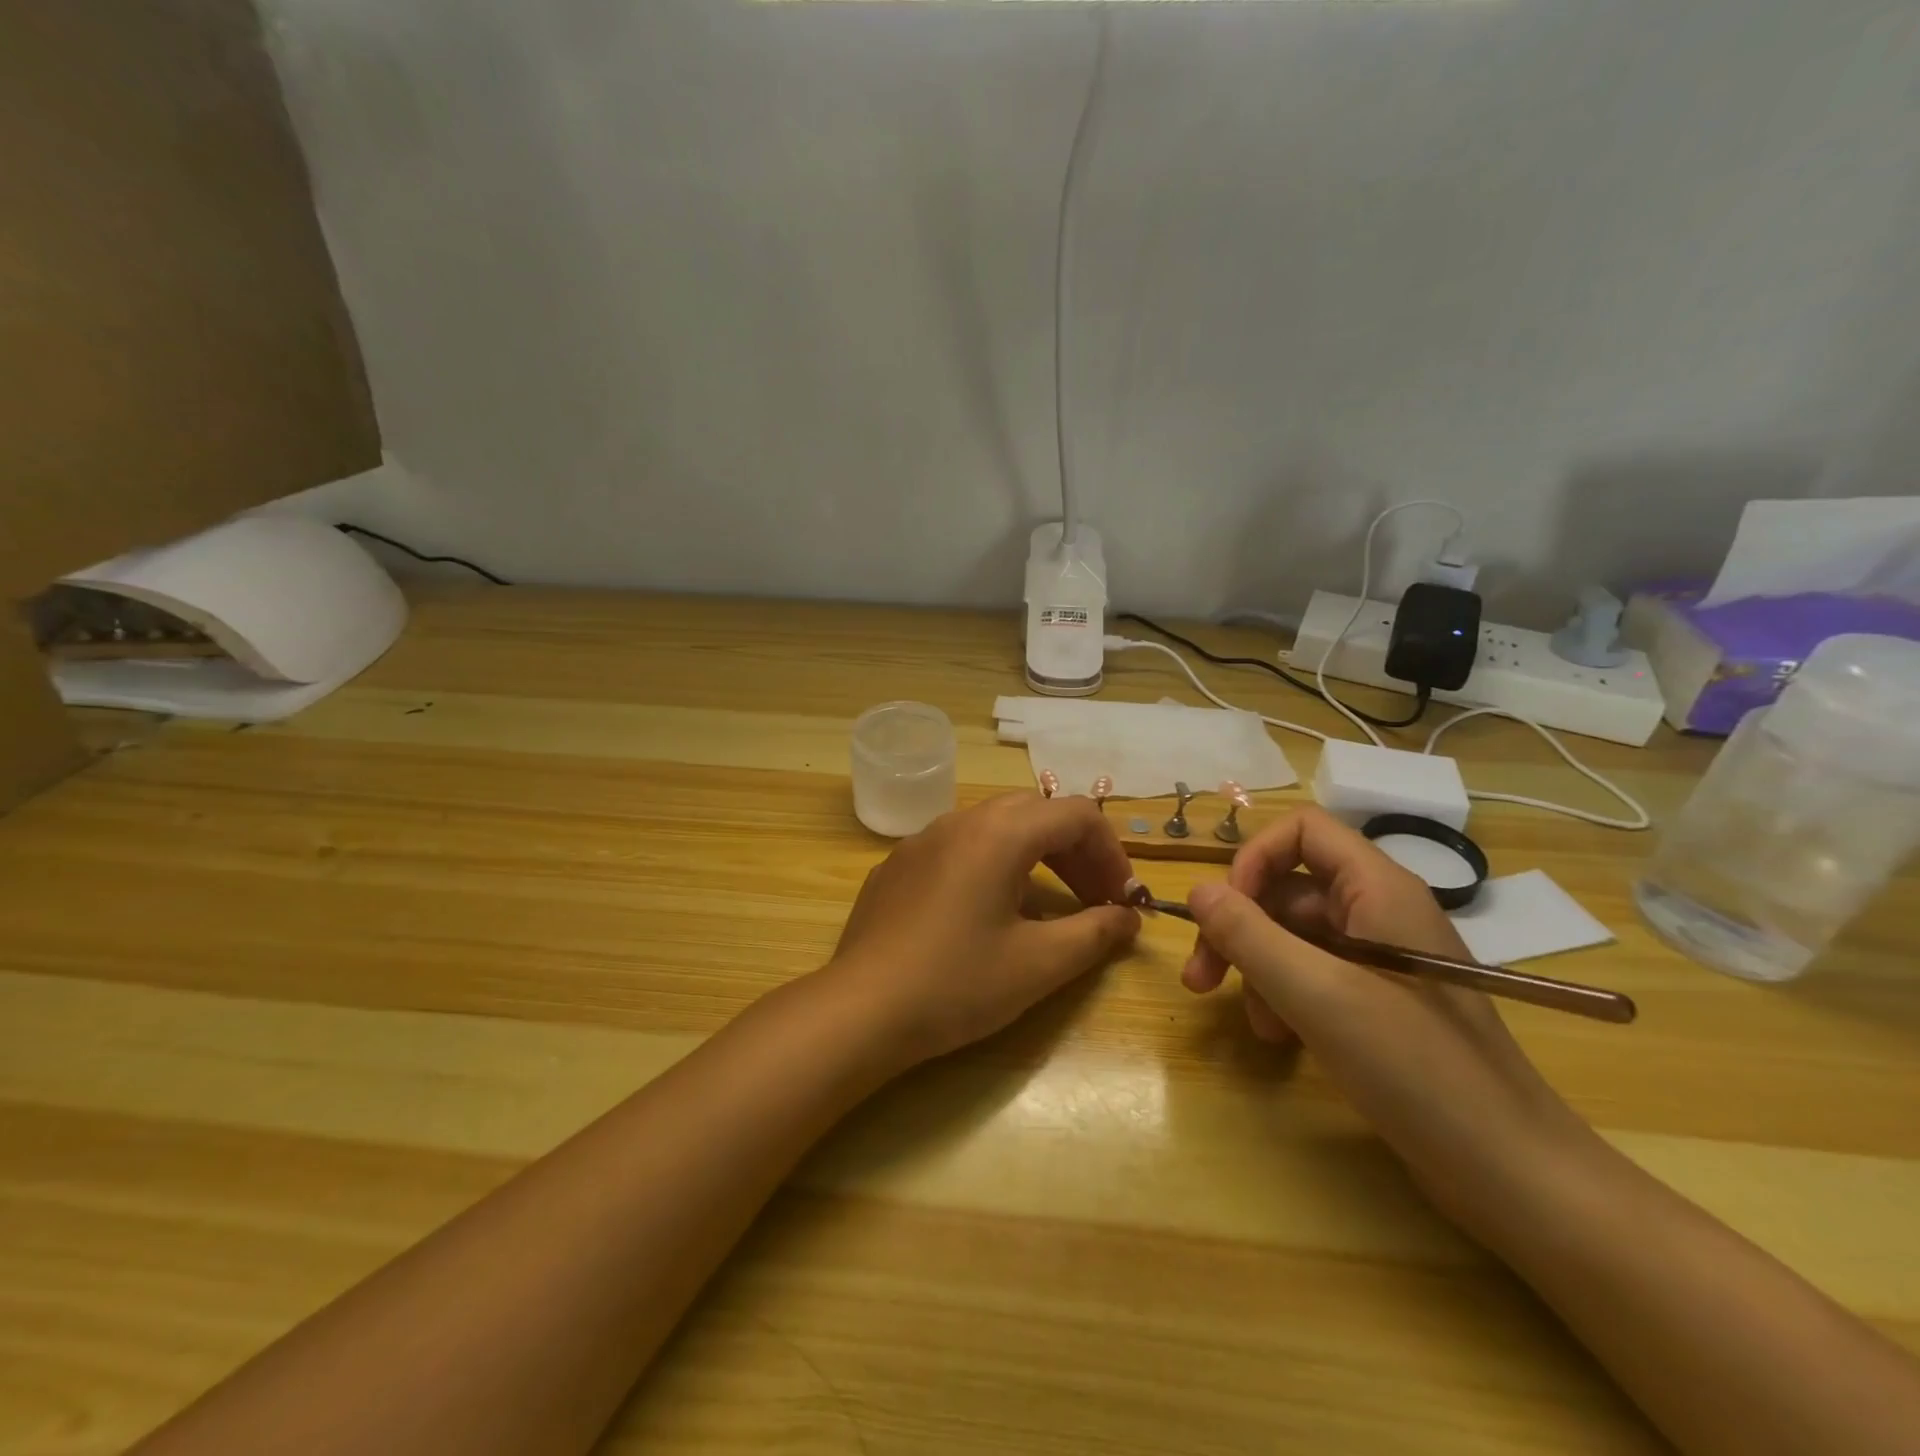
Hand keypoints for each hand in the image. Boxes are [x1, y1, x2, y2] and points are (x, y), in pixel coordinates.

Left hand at [826, 792, 1141, 1065]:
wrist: (860, 1010)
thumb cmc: (956, 984)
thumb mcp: (1039, 964)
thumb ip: (1095, 933)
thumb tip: (1127, 918)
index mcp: (998, 833)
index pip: (1076, 815)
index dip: (1111, 852)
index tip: (1122, 899)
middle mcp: (960, 821)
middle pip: (1036, 813)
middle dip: (1075, 851)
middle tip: (1093, 900)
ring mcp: (922, 839)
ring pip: (995, 826)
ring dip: (1034, 855)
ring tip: (1048, 906)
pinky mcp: (897, 864)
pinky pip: (958, 847)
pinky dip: (992, 865)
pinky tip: (986, 914)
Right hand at [1182, 807, 1594, 1231]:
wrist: (1512, 1173)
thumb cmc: (1416, 1069)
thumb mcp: (1318, 995)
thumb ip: (1249, 935)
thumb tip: (1197, 890)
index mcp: (1378, 889)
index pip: (1302, 831)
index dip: (1254, 859)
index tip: (1224, 912)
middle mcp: (1380, 911)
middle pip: (1288, 888)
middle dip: (1239, 928)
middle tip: (1201, 977)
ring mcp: (1381, 959)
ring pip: (1294, 935)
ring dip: (1258, 969)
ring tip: (1252, 1022)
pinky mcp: (1381, 1001)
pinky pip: (1314, 974)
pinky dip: (1285, 997)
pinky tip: (1280, 1037)